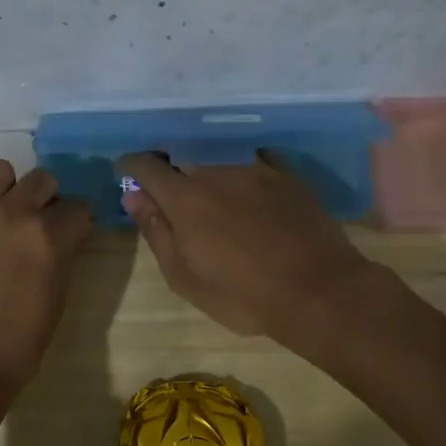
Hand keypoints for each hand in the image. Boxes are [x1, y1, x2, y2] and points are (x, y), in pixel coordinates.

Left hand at [0, 161, 93, 417]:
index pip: (77, 207)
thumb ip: (64, 255)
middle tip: (36, 224)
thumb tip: (68, 232)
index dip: (77, 221)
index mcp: (49, 236)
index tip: (72, 233)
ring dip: (6, 189)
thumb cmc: (17, 344)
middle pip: (42, 179)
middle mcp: (13, 214)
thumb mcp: (57, 298)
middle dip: (47, 199)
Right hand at [118, 152, 378, 343]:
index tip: (125, 173)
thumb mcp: (185, 276)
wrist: (319, 291)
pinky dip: (237, 161)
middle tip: (164, 182)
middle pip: (180, 152)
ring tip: (202, 179)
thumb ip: (156, 231)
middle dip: (166, 161)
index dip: (130, 166)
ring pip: (215, 151)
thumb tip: (132, 196)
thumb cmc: (243, 294)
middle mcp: (216, 170)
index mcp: (185, 197)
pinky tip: (241, 177)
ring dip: (201, 160)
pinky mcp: (286, 173)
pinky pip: (252, 155)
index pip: (146, 165)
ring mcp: (254, 167)